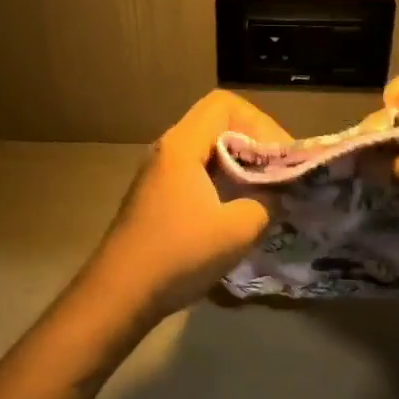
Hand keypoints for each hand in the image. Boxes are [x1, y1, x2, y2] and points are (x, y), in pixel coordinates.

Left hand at [84, 89, 292, 315]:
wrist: (119, 293)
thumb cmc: (178, 254)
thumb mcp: (237, 230)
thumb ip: (266, 202)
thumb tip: (274, 194)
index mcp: (182, 145)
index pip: (225, 104)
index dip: (260, 122)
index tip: (279, 157)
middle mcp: (168, 150)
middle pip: (217, 124)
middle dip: (254, 144)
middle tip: (279, 174)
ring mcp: (159, 174)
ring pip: (207, 151)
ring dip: (239, 165)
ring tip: (265, 193)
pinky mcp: (157, 197)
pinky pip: (196, 173)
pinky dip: (222, 182)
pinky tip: (238, 213)